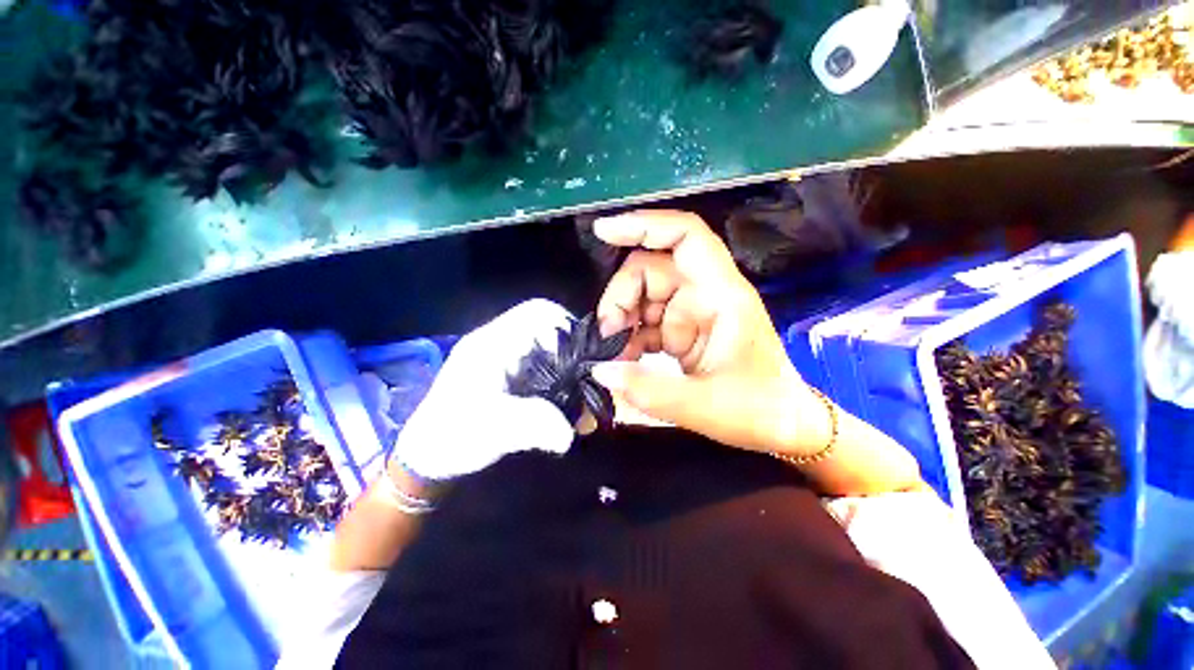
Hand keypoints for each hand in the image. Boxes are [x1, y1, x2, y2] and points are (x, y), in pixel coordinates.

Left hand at [391, 299, 576, 480]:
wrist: (431, 456)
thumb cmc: (453, 436)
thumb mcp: (491, 429)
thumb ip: (530, 424)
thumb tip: (569, 433)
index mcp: (493, 344)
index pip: (537, 312)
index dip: (566, 326)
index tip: (583, 356)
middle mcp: (501, 343)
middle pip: (548, 328)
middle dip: (573, 351)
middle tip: (587, 379)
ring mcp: (505, 357)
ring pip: (548, 347)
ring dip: (568, 368)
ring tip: (579, 396)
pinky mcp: (510, 373)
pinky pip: (543, 364)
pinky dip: (559, 379)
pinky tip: (564, 403)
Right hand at [590, 210, 830, 456]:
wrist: (781, 426)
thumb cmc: (757, 410)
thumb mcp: (704, 407)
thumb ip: (649, 391)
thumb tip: (600, 370)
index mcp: (722, 296)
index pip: (686, 237)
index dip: (645, 225)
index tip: (603, 232)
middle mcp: (705, 294)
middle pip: (650, 269)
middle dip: (621, 297)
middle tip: (607, 335)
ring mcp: (690, 312)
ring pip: (642, 295)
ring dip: (621, 319)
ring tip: (613, 353)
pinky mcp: (681, 330)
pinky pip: (644, 321)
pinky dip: (628, 336)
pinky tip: (624, 360)